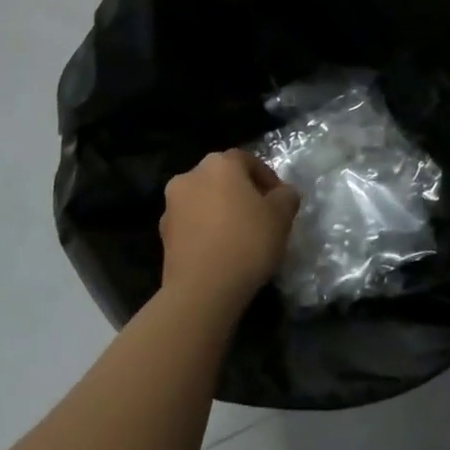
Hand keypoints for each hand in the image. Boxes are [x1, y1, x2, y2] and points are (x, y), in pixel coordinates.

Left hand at [159, 150, 299, 313]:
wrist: (202, 289)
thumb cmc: (247, 242)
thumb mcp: (281, 216)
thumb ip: (286, 196)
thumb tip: (283, 193)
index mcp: (219, 164)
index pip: (246, 160)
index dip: (266, 177)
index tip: (279, 199)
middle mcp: (190, 176)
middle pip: (221, 177)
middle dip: (240, 191)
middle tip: (260, 214)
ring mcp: (172, 205)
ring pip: (203, 199)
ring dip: (220, 210)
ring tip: (239, 234)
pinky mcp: (163, 234)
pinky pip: (192, 223)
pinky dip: (206, 229)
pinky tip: (221, 249)